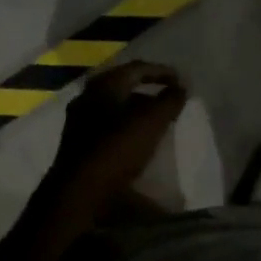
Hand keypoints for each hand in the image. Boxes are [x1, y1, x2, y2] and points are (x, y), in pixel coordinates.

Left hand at [50, 61, 187, 214]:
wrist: (79, 193)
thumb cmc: (117, 149)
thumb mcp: (151, 122)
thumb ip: (169, 101)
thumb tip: (181, 87)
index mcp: (104, 85)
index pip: (137, 68)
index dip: (162, 72)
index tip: (182, 82)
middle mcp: (87, 97)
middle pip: (124, 87)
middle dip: (149, 93)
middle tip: (170, 101)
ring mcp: (79, 122)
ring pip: (115, 108)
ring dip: (138, 112)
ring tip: (158, 124)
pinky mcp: (78, 145)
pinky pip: (108, 127)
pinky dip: (126, 129)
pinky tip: (138, 142)